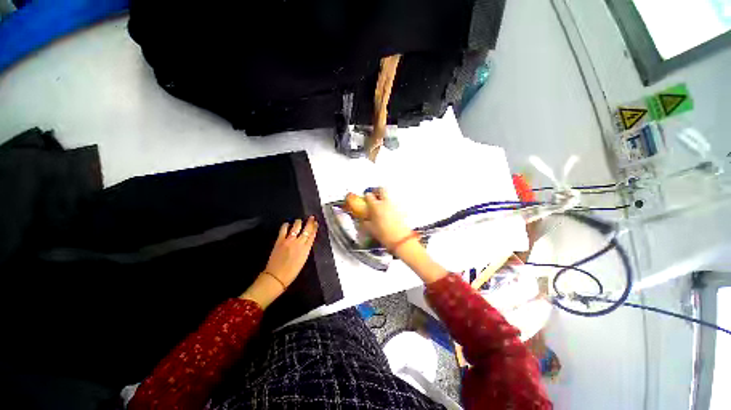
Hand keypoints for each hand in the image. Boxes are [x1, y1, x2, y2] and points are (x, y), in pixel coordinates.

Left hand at [240, 216, 317, 307]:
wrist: (277, 276)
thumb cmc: (292, 272)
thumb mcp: (303, 260)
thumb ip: (305, 249)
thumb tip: (305, 241)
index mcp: (306, 249)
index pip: (312, 235)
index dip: (314, 228)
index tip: (316, 223)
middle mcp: (299, 243)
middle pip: (306, 229)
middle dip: (309, 222)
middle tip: (311, 217)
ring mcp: (289, 240)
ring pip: (296, 227)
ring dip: (298, 222)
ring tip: (299, 220)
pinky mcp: (280, 240)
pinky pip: (284, 230)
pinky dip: (286, 225)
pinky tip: (287, 223)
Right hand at [359, 188, 412, 249]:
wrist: (400, 238)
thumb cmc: (383, 234)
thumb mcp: (370, 228)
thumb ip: (365, 222)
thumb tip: (364, 220)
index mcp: (376, 206)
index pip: (369, 195)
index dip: (367, 196)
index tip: (366, 198)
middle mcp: (385, 202)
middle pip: (382, 189)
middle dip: (378, 190)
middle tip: (376, 195)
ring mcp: (395, 205)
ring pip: (390, 196)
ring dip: (386, 198)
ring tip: (383, 205)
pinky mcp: (402, 209)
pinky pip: (395, 203)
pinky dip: (392, 205)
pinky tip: (390, 212)